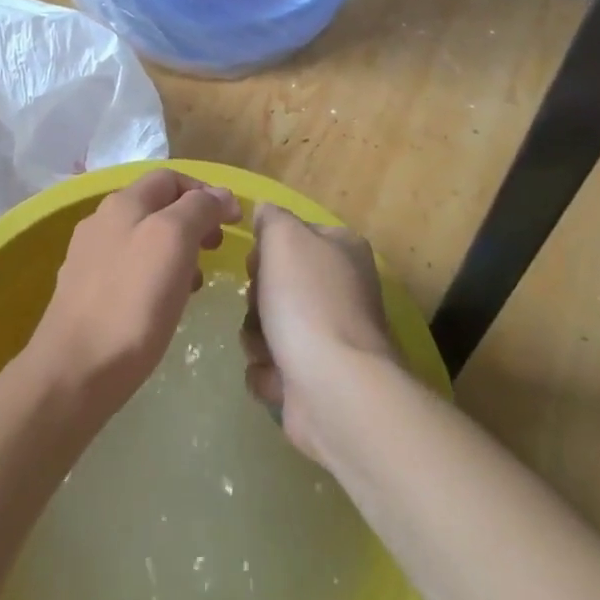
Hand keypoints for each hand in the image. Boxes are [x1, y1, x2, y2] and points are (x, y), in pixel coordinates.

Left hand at [23, 170, 237, 416]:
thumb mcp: (173, 241)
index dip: (205, 191)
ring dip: (177, 251)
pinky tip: (166, 304)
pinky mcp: (85, 293)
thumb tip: (220, 194)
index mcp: (123, 203)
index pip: (170, 178)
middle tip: (216, 249)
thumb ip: (198, 209)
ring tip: (197, 280)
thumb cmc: (132, 302)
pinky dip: (156, 276)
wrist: (74, 372)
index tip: (233, 220)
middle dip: (193, 221)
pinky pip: (130, 271)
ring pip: (144, 239)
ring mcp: (90, 258)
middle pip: (156, 206)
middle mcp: (102, 221)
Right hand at [241, 203, 397, 461]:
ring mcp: (330, 337)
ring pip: (267, 325)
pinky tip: (278, 377)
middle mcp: (341, 289)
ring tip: (269, 348)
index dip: (268, 248)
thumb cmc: (308, 301)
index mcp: (342, 250)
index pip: (294, 235)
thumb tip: (265, 212)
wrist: (334, 387)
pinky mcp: (315, 379)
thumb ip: (271, 218)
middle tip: (262, 306)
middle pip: (276, 282)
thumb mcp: (284, 237)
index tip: (258, 261)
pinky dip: (267, 372)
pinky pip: (271, 366)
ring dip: (256, 336)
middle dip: (257, 298)